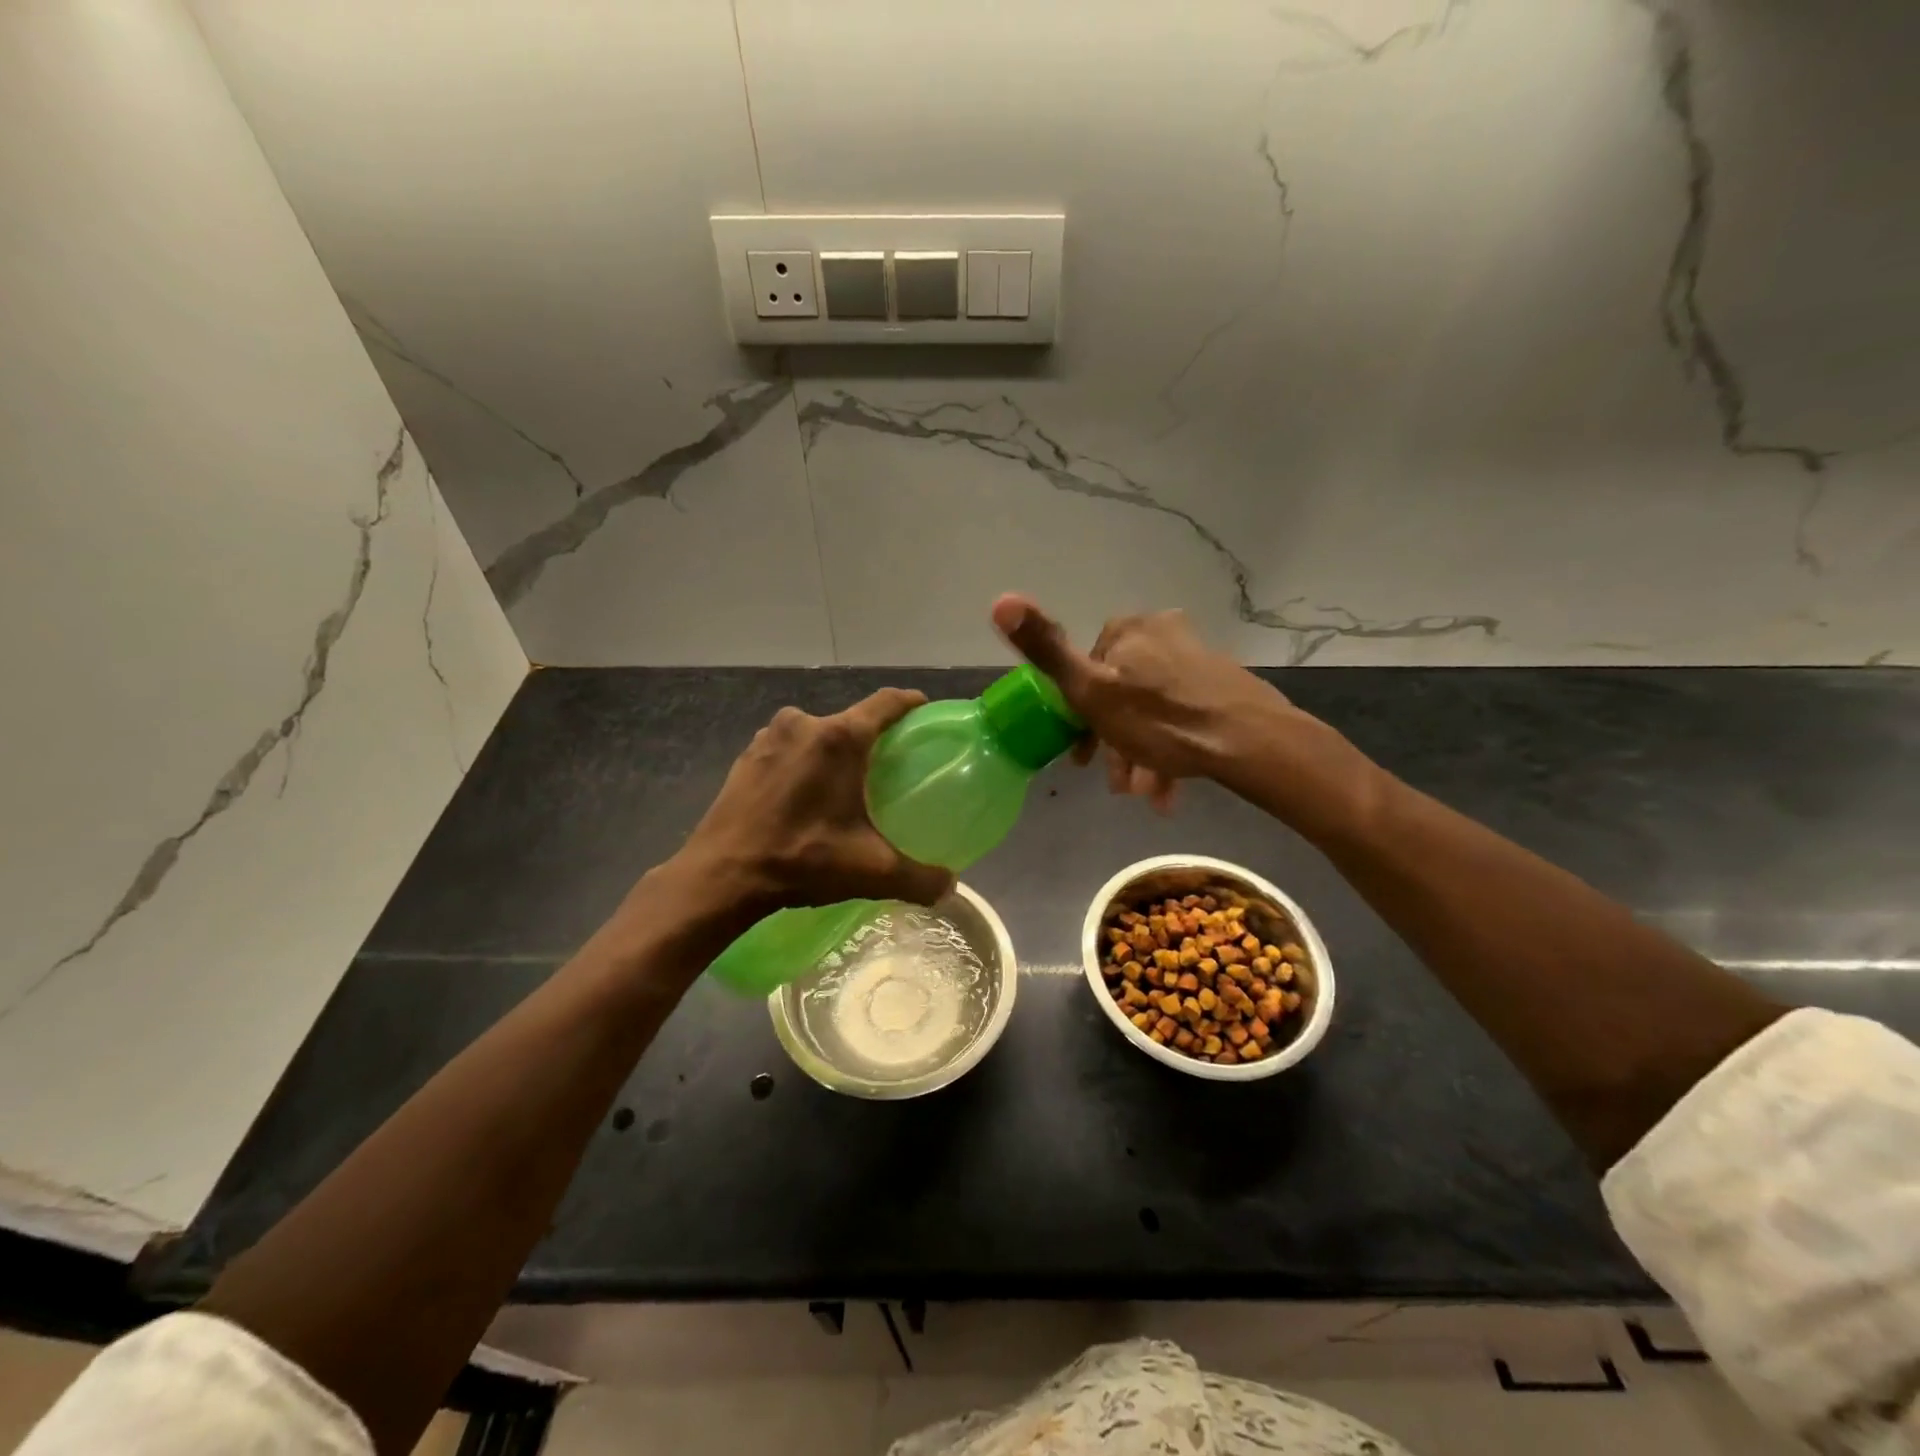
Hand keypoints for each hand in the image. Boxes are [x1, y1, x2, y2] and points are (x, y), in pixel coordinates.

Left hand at [671, 689, 954, 916]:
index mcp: (839, 739)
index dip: (909, 703)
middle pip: (850, 721)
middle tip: (888, 767)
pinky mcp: (746, 756)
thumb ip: (919, 878)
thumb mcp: (870, 871)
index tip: (924, 712)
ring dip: (833, 752)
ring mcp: (769, 737)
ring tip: (845, 784)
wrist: (721, 876)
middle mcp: (803, 724)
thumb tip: (949, 887)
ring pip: (816, 734)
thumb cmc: (801, 860)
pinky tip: (804, 796)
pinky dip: (803, 762)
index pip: (886, 702)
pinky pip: (788, 748)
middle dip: (871, 739)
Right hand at [992, 594, 1293, 809]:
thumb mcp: (1091, 690)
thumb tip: (1000, 599)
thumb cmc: (1160, 720)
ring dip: (1141, 755)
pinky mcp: (1220, 684)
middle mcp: (1161, 633)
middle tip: (1119, 785)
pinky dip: (1169, 750)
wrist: (1251, 742)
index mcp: (1127, 630)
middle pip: (1120, 694)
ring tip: (1147, 794)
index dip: (1079, 717)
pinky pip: (1180, 716)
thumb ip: (1045, 649)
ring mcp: (1195, 657)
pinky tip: (1170, 788)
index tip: (1083, 758)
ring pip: (1151, 710)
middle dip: (1115, 744)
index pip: (1085, 670)